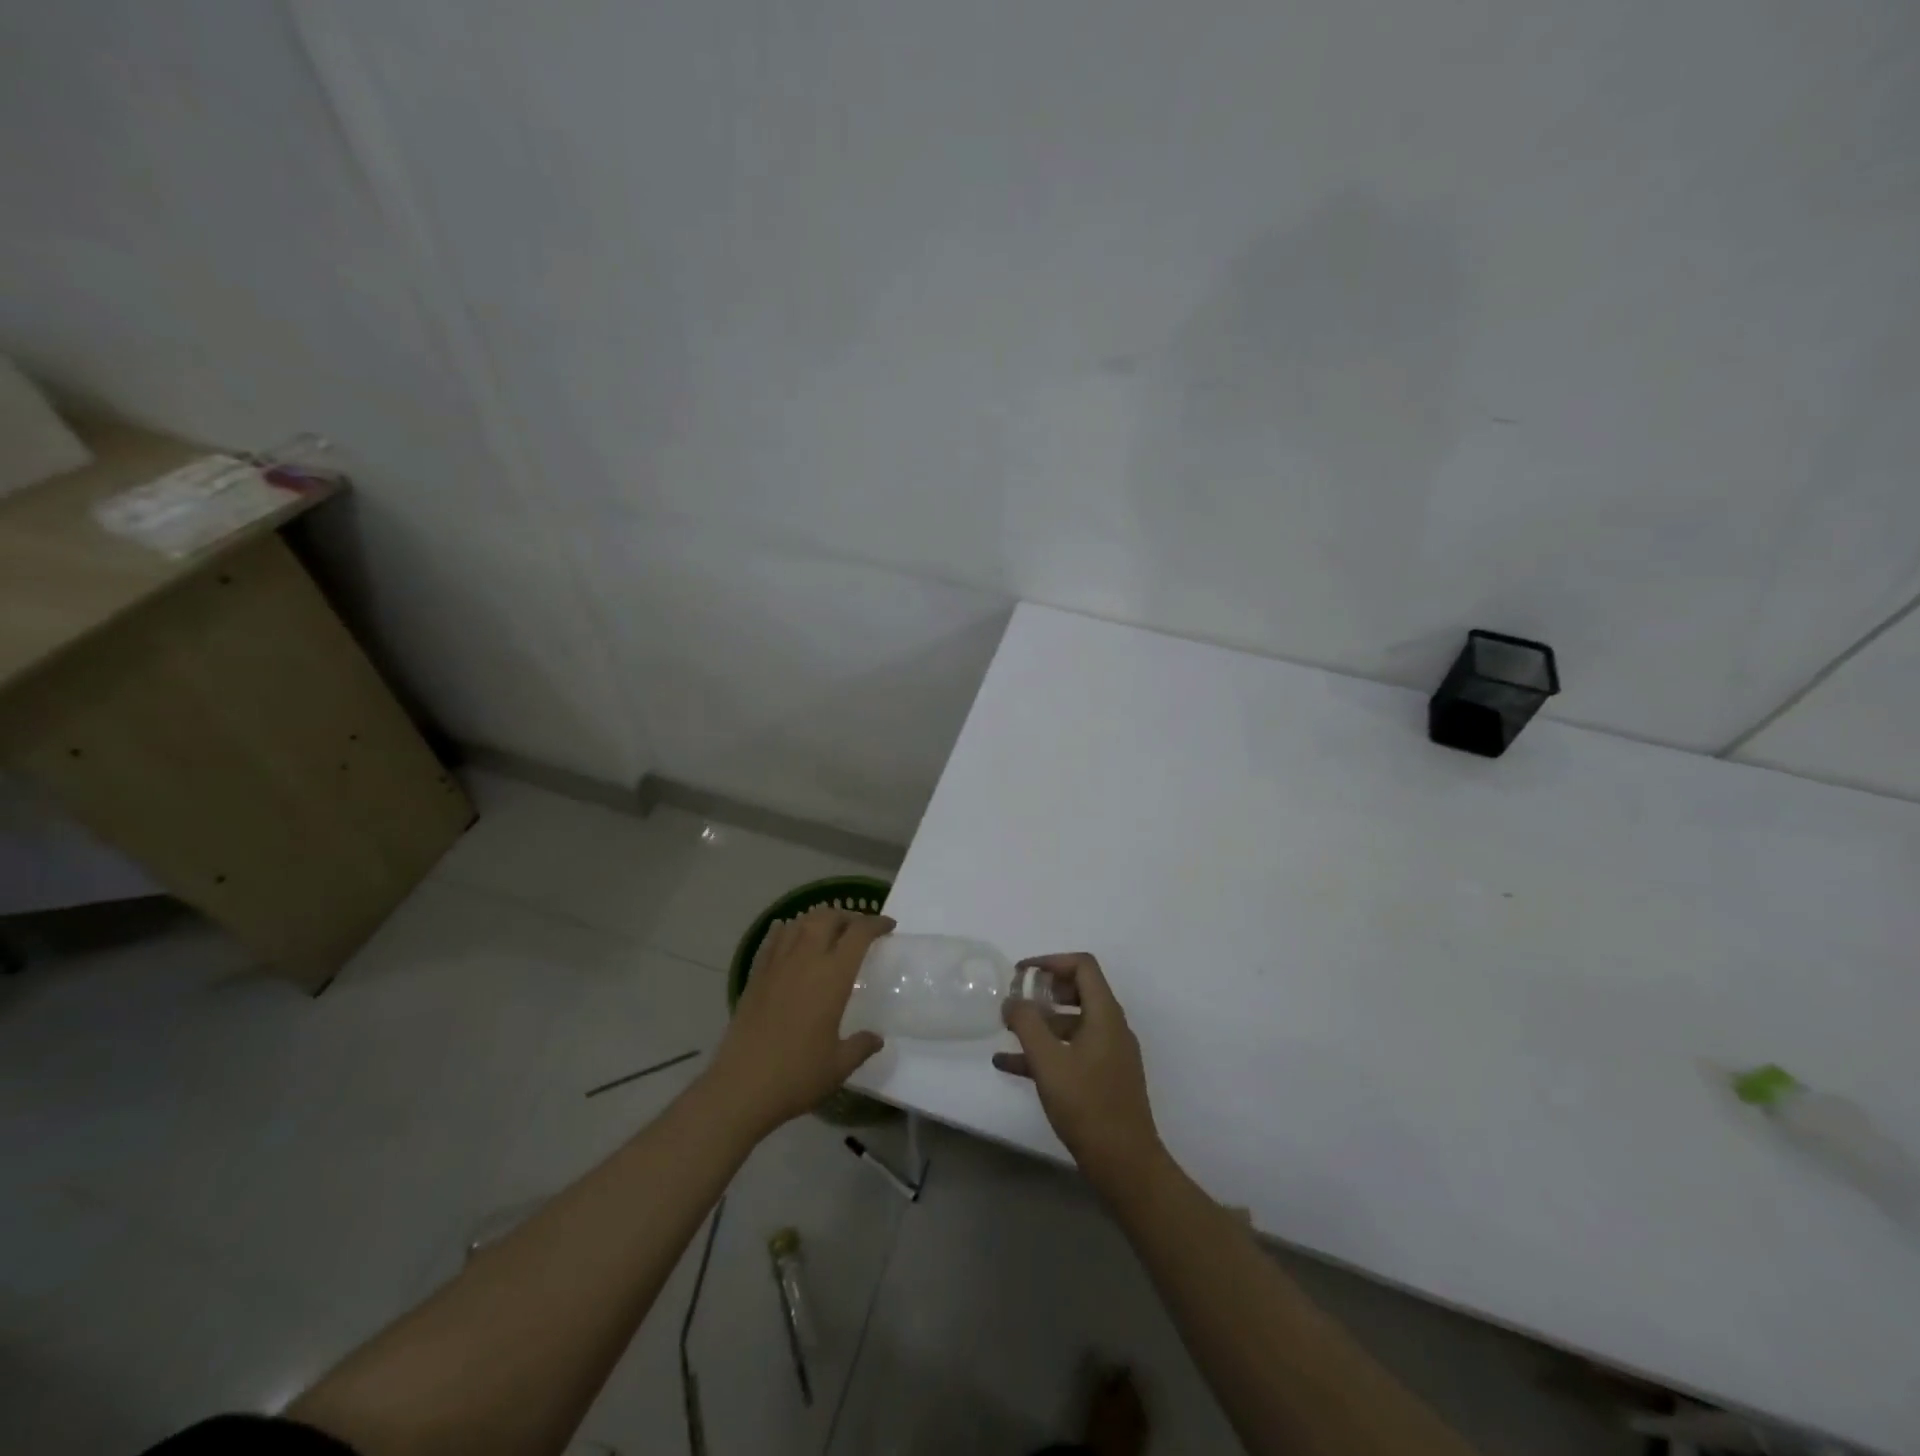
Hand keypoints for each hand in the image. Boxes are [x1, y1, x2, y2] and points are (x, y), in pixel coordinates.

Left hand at [705, 907, 893, 1134]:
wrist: (741, 1087)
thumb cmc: (797, 1075)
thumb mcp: (839, 1065)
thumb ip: (861, 1046)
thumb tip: (876, 1038)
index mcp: (832, 976)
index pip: (859, 933)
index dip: (876, 923)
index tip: (889, 927)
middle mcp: (805, 960)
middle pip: (828, 917)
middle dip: (848, 916)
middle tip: (859, 929)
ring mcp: (776, 965)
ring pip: (799, 923)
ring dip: (818, 919)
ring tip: (828, 930)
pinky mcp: (755, 976)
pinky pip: (773, 940)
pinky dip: (786, 930)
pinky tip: (789, 933)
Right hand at [993, 953, 1164, 1191]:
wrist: (1125, 1164)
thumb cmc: (1087, 1105)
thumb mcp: (1048, 1061)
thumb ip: (1026, 1024)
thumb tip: (1013, 1000)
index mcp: (1105, 1014)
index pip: (1083, 966)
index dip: (1050, 961)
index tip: (1021, 972)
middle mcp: (1111, 1027)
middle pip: (1078, 992)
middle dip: (1043, 991)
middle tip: (1015, 999)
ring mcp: (1110, 1054)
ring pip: (1072, 1024)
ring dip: (1040, 1023)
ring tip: (1007, 1031)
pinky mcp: (1104, 1079)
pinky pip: (1071, 1052)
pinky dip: (1045, 1051)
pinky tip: (1009, 1065)